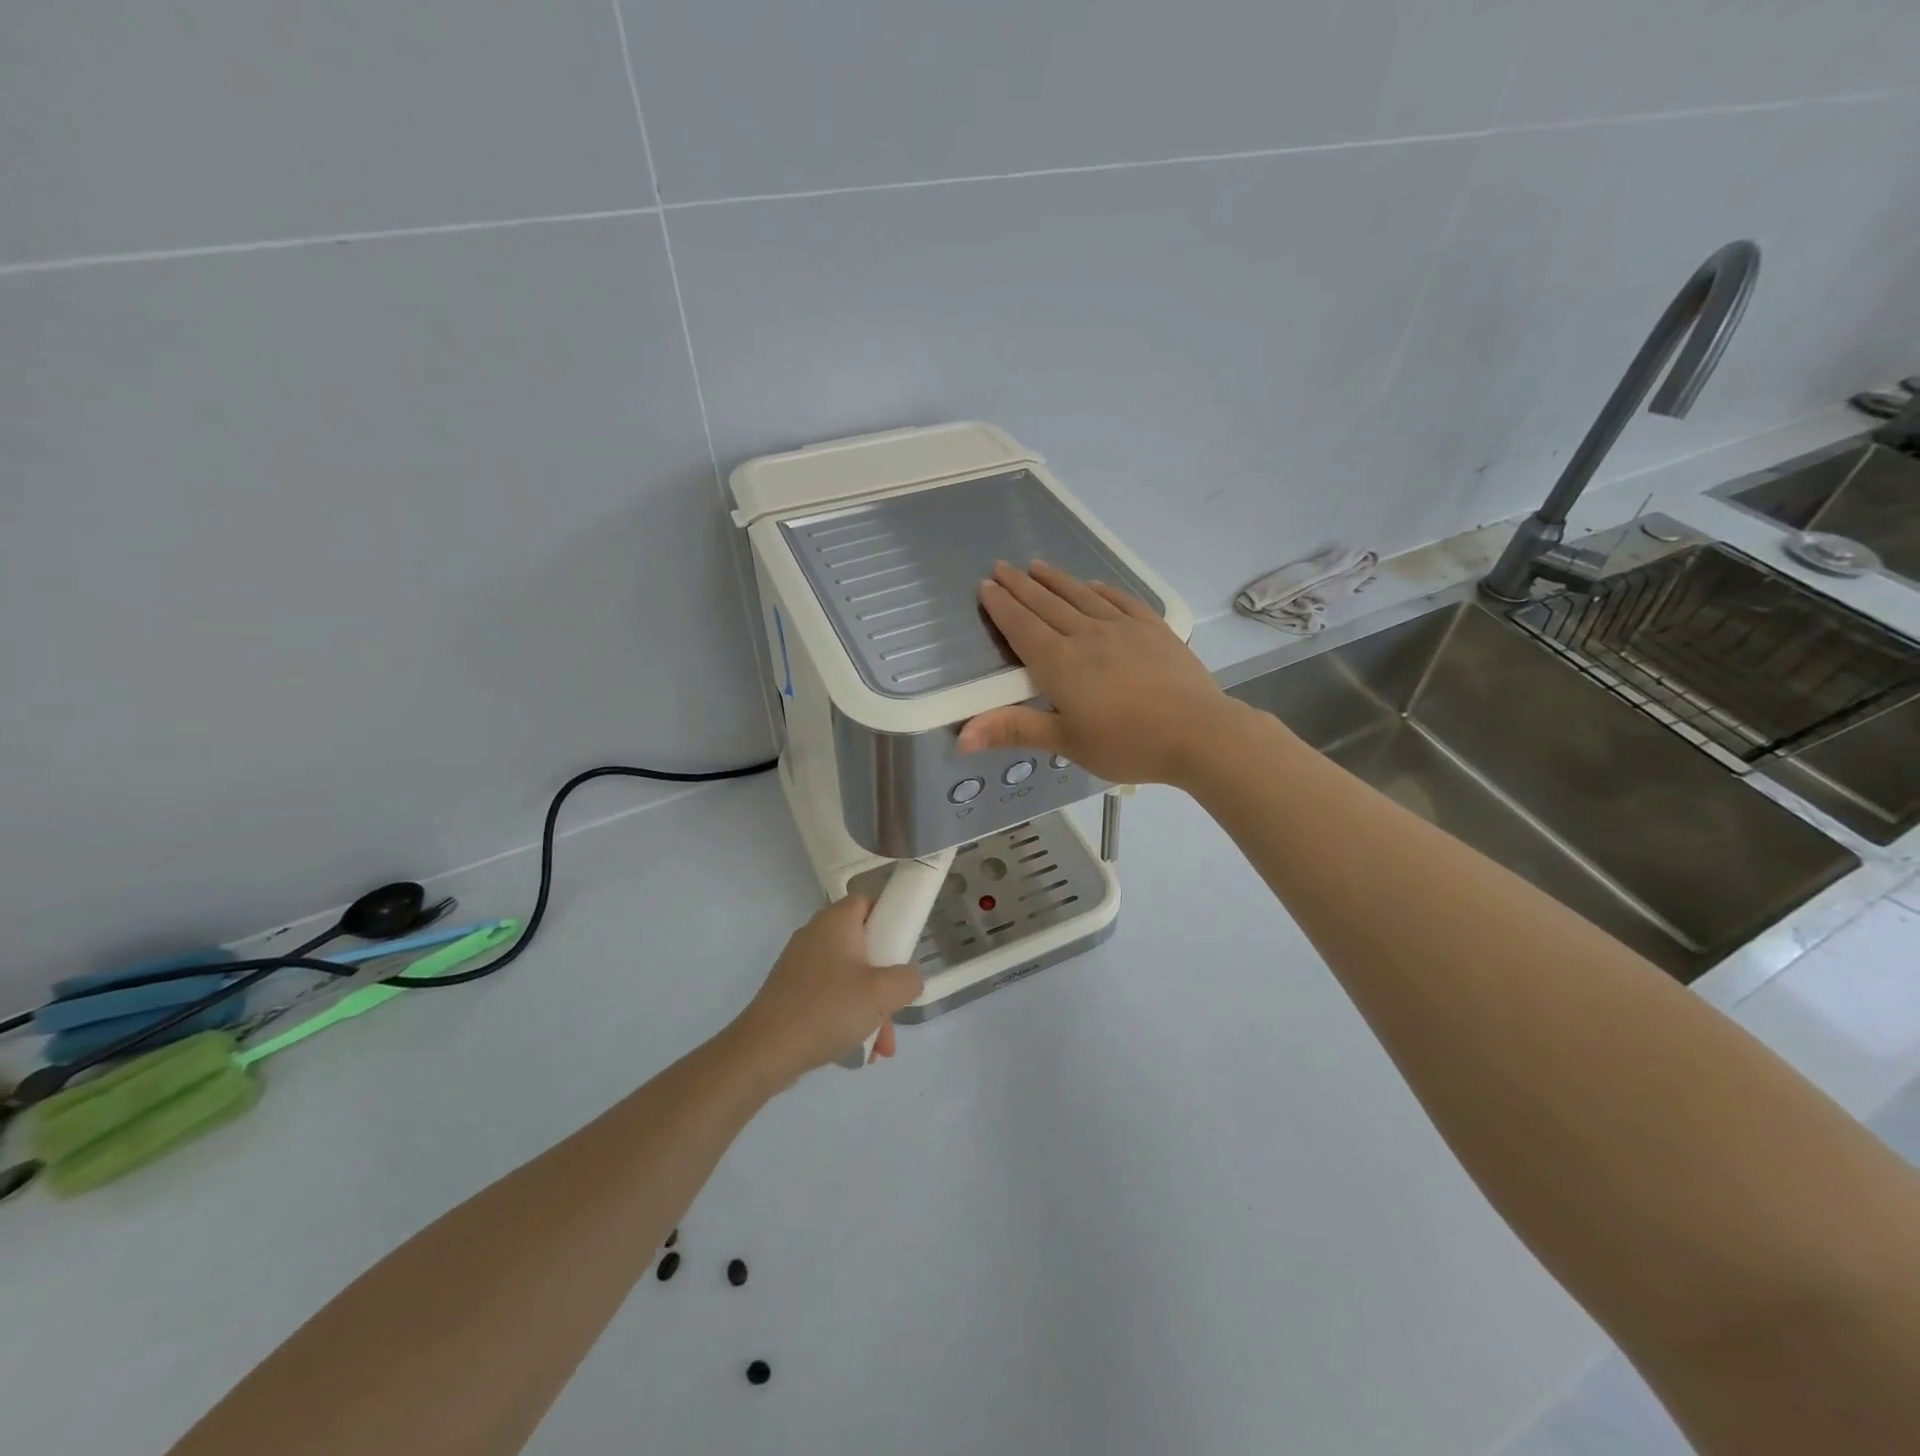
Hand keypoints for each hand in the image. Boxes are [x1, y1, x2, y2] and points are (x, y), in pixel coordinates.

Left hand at [727, 897, 922, 1090]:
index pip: (868, 901)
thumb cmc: (827, 1009)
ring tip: (881, 1046)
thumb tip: (908, 978)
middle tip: (896, 1006)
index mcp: (836, 922)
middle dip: (885, 981)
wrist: (765, 1050)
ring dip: (871, 1008)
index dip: (890, 918)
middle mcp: (816, 935)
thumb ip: (908, 979)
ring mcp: (801, 965)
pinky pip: (831, 997)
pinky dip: (847, 1017)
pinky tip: (859, 1051)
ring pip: (850, 977)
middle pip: (863, 945)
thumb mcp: (882, 994)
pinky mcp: (792, 992)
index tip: (904, 948)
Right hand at [958, 561, 1242, 786]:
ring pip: (1080, 595)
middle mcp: (1086, 635)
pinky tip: (1093, 584)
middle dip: (1020, 585)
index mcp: (1060, 663)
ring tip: (1037, 566)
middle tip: (1002, 566)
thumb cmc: (1128, 744)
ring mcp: (1122, 628)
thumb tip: (960, 737)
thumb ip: (1014, 730)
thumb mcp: (1067, 742)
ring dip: (1056, 580)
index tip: (986, 585)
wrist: (1199, 733)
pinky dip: (1101, 589)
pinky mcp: (1153, 628)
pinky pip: (1120, 600)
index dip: (1001, 605)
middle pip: (1046, 604)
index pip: (1022, 626)